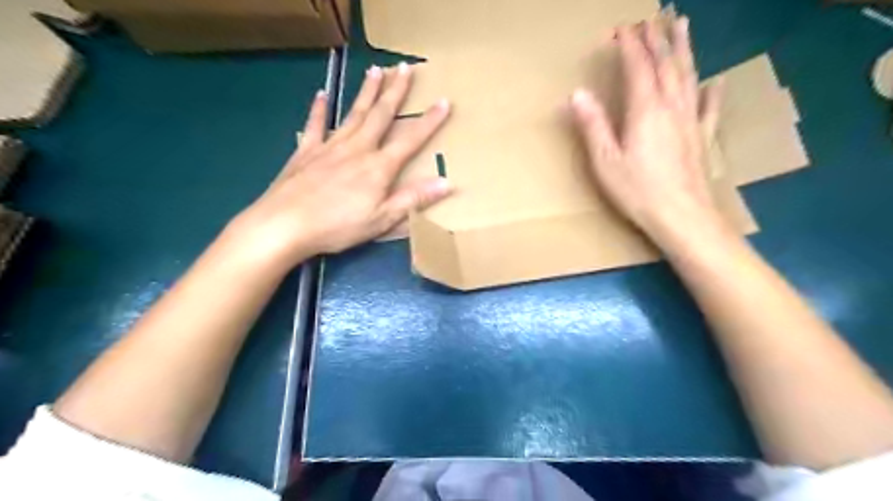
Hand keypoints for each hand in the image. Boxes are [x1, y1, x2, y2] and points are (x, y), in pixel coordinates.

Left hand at [229, 65, 454, 272]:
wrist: (285, 225)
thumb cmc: (338, 226)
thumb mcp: (382, 219)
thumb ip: (413, 199)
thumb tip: (447, 182)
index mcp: (378, 167)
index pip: (410, 140)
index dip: (429, 122)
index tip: (444, 101)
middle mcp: (356, 149)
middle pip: (379, 115)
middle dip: (395, 91)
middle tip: (405, 67)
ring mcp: (329, 147)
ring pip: (353, 113)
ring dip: (366, 92)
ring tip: (375, 70)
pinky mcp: (305, 152)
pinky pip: (315, 125)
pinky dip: (319, 109)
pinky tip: (322, 94)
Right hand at [571, 18, 724, 244]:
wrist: (682, 216)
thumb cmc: (638, 190)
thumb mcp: (605, 160)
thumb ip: (593, 125)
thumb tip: (577, 93)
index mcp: (645, 110)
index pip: (638, 66)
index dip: (630, 45)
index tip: (621, 28)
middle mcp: (672, 106)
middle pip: (666, 64)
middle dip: (657, 38)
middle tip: (653, 17)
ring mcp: (691, 120)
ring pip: (688, 75)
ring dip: (684, 49)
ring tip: (683, 26)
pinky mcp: (702, 137)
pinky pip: (709, 107)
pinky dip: (712, 91)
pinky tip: (716, 81)